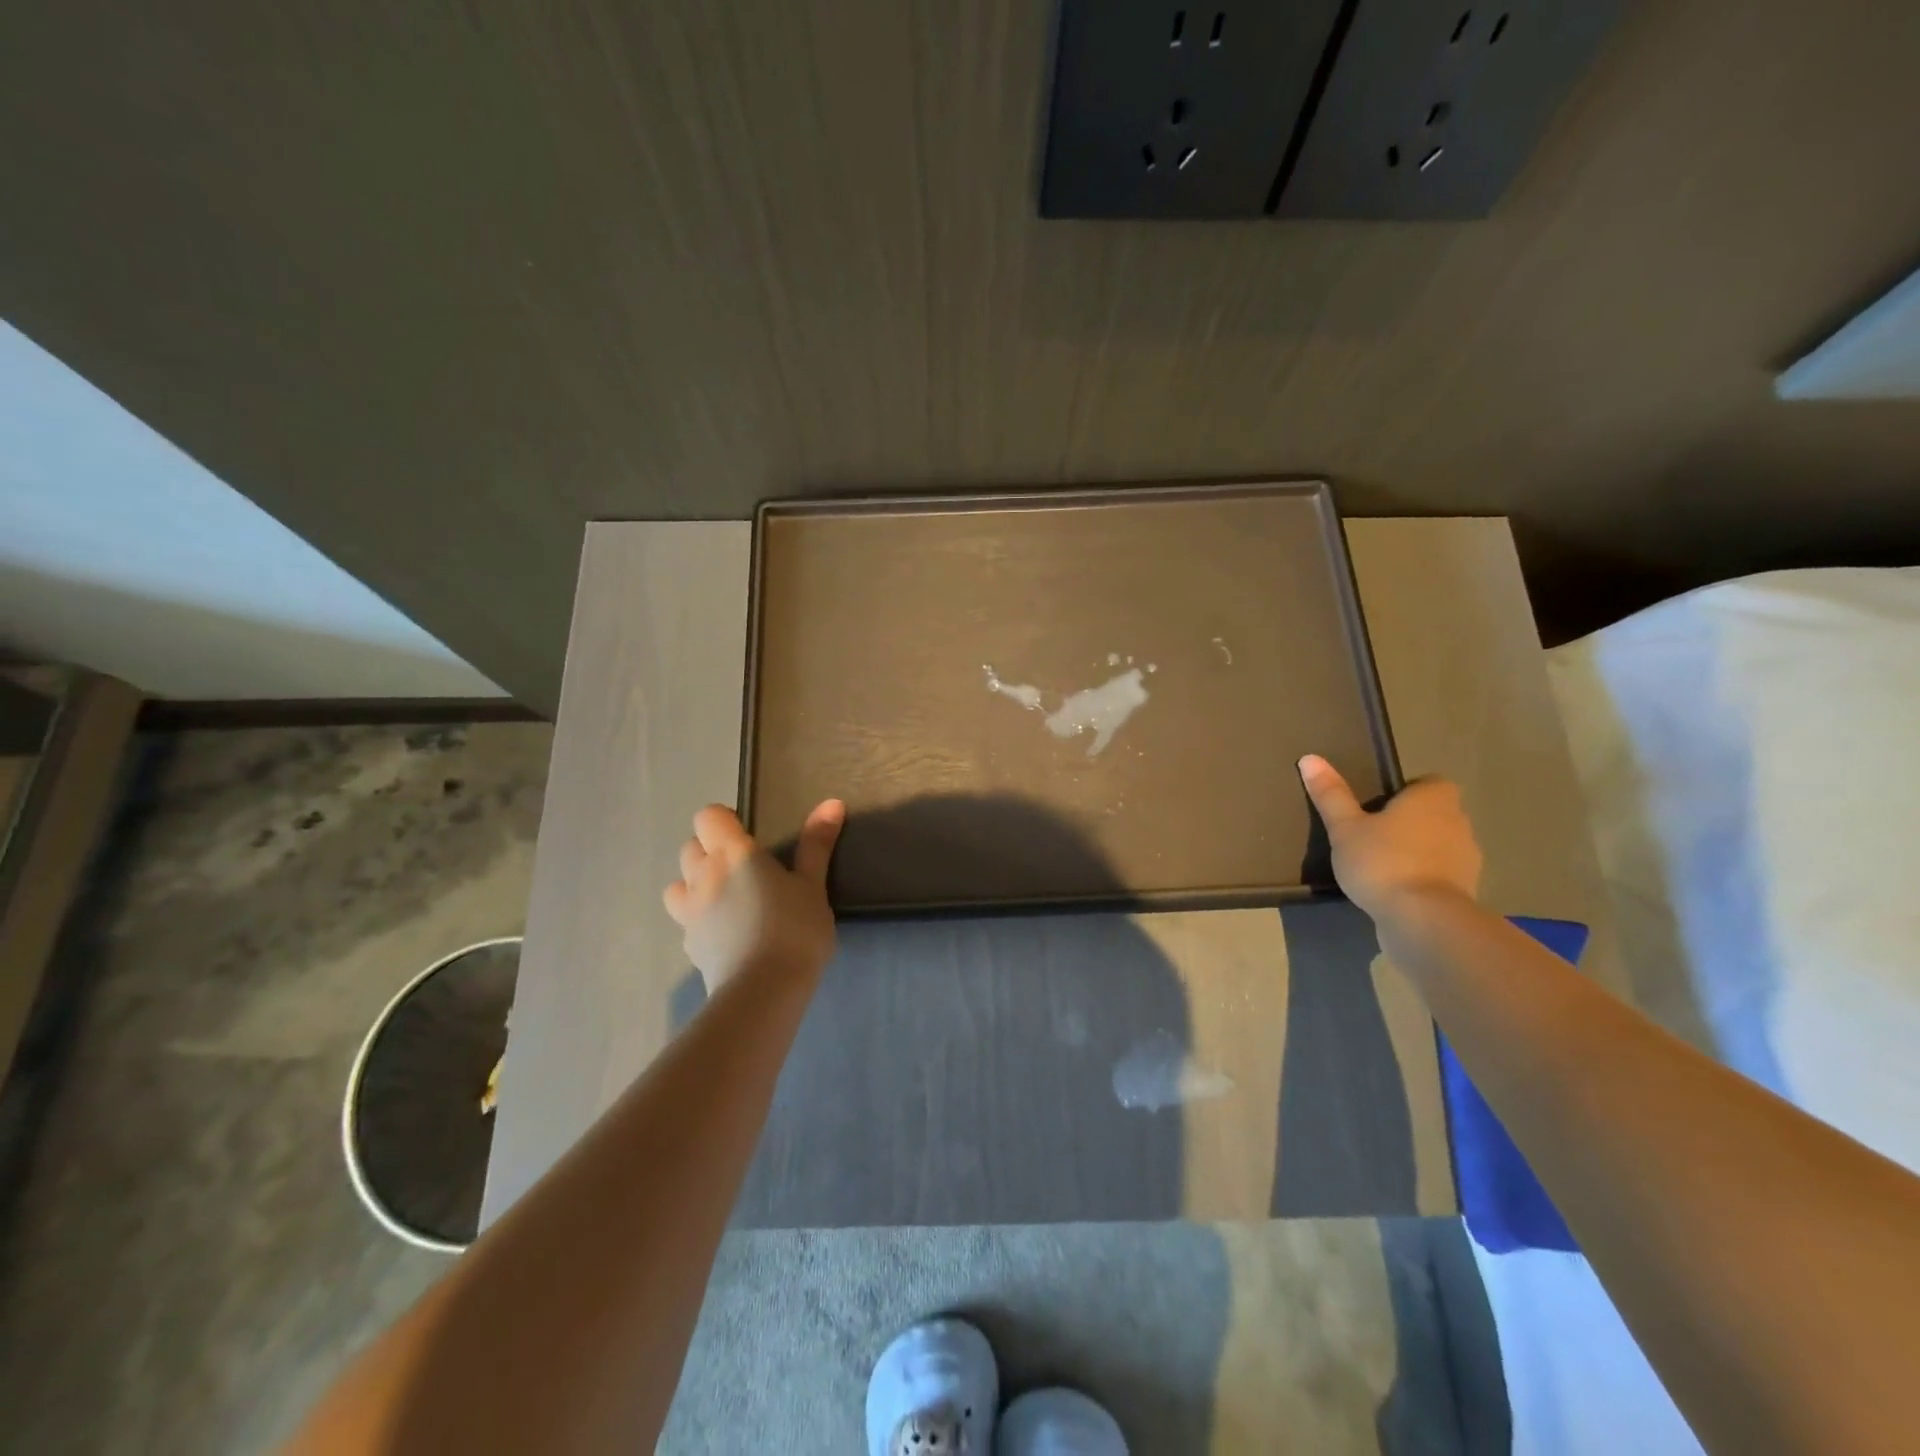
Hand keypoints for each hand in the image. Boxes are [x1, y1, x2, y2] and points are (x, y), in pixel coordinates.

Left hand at [663, 801, 844, 991]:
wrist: (763, 991)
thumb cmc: (794, 928)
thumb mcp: (813, 885)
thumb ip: (817, 844)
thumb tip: (831, 803)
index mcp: (732, 854)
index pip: (708, 817)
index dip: (724, 820)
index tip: (749, 834)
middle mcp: (703, 877)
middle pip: (690, 848)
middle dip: (710, 850)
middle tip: (744, 867)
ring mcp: (690, 914)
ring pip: (677, 885)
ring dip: (695, 884)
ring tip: (727, 898)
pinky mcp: (689, 946)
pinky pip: (686, 921)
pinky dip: (700, 919)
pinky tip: (727, 934)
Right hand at [1297, 755, 1481, 922]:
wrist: (1423, 920)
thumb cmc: (1382, 862)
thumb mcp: (1345, 827)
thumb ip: (1331, 794)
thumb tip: (1310, 758)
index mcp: (1432, 800)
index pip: (1430, 783)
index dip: (1408, 792)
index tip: (1380, 806)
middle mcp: (1458, 822)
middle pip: (1436, 813)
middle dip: (1411, 822)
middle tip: (1373, 834)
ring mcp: (1467, 859)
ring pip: (1441, 845)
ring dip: (1419, 851)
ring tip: (1382, 865)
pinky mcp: (1465, 891)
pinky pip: (1442, 875)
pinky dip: (1424, 878)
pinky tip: (1396, 891)